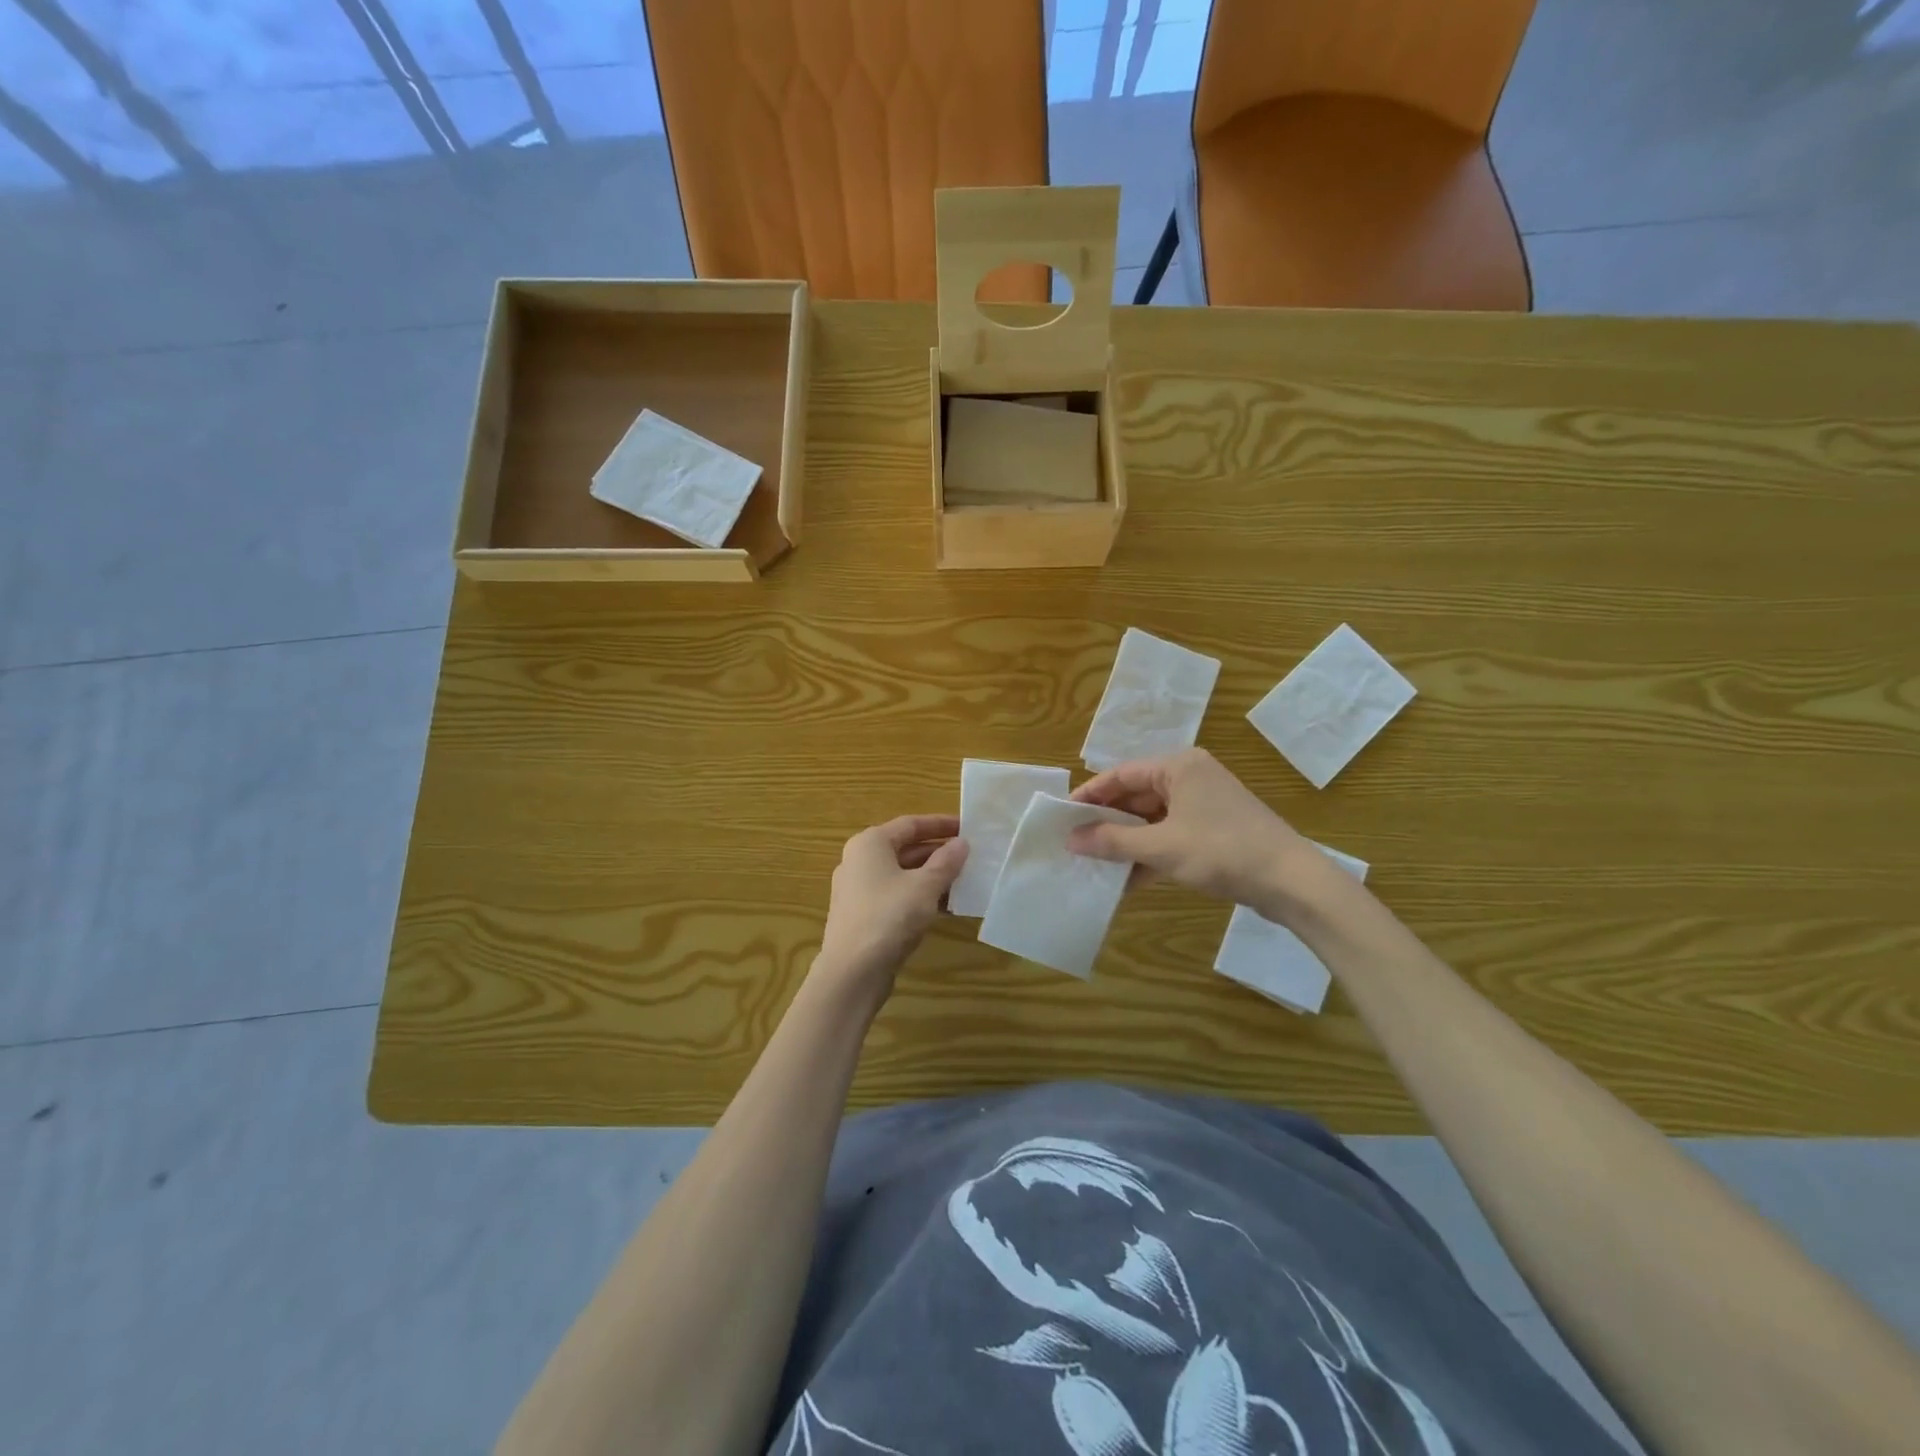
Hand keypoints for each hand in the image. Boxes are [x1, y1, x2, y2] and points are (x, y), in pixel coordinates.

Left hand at [817, 814, 968, 992]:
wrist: (852, 972)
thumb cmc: (889, 917)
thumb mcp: (925, 886)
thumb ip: (946, 862)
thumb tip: (961, 843)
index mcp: (870, 844)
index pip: (910, 824)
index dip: (940, 824)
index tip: (967, 828)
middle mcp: (859, 861)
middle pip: (905, 848)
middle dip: (938, 852)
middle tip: (970, 856)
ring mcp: (858, 890)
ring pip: (902, 874)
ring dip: (931, 876)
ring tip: (964, 881)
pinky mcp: (863, 916)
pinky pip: (896, 896)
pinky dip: (919, 897)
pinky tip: (945, 908)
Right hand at [1067, 749, 1316, 912]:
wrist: (1291, 882)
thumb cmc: (1223, 851)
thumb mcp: (1161, 847)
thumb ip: (1112, 841)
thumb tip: (1071, 840)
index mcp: (1179, 766)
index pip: (1121, 774)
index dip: (1090, 795)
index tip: (1063, 816)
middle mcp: (1191, 777)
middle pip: (1136, 795)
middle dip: (1108, 821)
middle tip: (1075, 842)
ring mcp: (1205, 804)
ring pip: (1153, 819)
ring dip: (1127, 841)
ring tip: (1095, 863)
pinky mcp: (1215, 830)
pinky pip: (1171, 835)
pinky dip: (1151, 854)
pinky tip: (1128, 880)